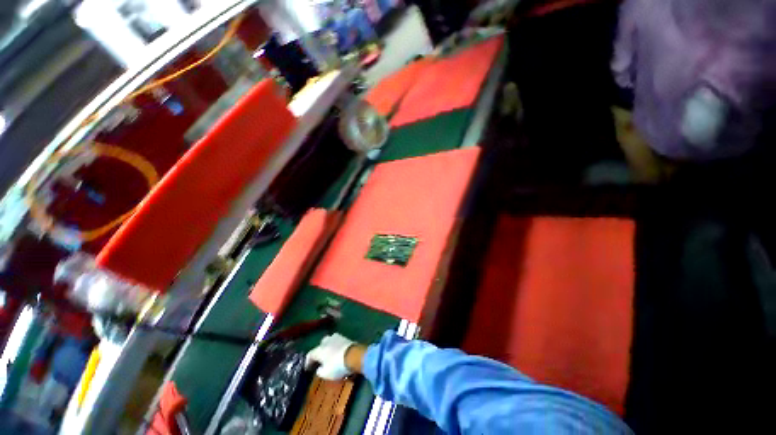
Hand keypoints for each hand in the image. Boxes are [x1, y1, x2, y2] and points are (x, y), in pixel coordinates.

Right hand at [306, 334, 358, 379]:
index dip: (308, 362)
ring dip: (328, 347)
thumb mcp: (326, 374)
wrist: (353, 355)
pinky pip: (337, 341)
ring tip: (330, 354)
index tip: (308, 368)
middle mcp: (326, 341)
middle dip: (319, 351)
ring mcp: (336, 337)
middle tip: (320, 360)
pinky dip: (336, 345)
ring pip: (329, 341)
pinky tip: (337, 351)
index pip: (310, 354)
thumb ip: (320, 371)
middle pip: (320, 345)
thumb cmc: (337, 365)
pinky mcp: (345, 337)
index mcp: (319, 350)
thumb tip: (319, 369)